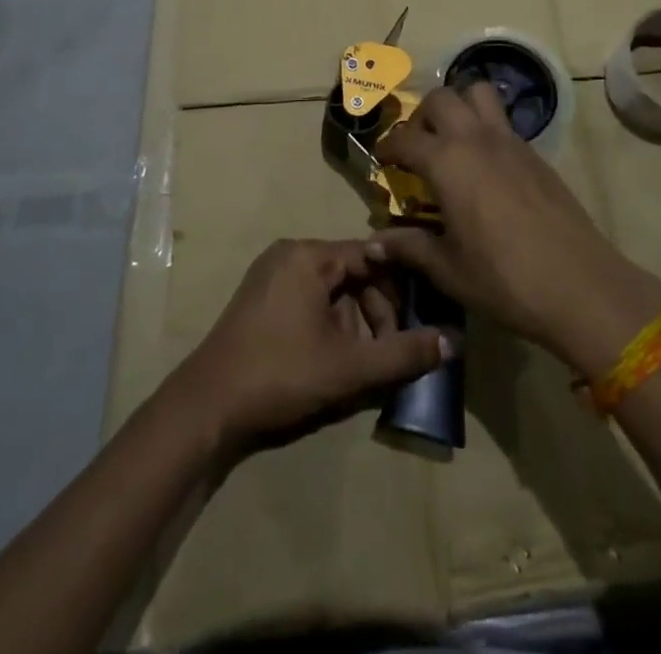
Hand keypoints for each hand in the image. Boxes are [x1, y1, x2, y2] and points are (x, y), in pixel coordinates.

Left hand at [168, 239, 446, 459]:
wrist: (206, 408)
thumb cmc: (281, 375)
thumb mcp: (349, 367)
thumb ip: (403, 353)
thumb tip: (454, 342)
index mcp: (310, 255)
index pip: (372, 256)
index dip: (399, 290)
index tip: (415, 323)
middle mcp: (291, 253)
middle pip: (353, 272)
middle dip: (376, 311)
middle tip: (386, 352)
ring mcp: (272, 273)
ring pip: (332, 288)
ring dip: (354, 322)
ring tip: (360, 362)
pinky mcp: (261, 296)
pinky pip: (310, 297)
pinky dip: (329, 322)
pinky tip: (332, 358)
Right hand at [371, 83, 660, 377]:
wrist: (578, 283)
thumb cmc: (503, 278)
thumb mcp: (448, 268)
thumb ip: (409, 247)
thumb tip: (373, 244)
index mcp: (447, 162)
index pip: (405, 139)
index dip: (388, 147)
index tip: (382, 160)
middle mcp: (476, 138)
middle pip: (442, 98)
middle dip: (422, 115)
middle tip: (418, 147)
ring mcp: (510, 140)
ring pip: (478, 93)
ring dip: (460, 106)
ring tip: (452, 141)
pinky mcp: (535, 152)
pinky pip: (503, 120)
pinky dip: (486, 127)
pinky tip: (486, 166)